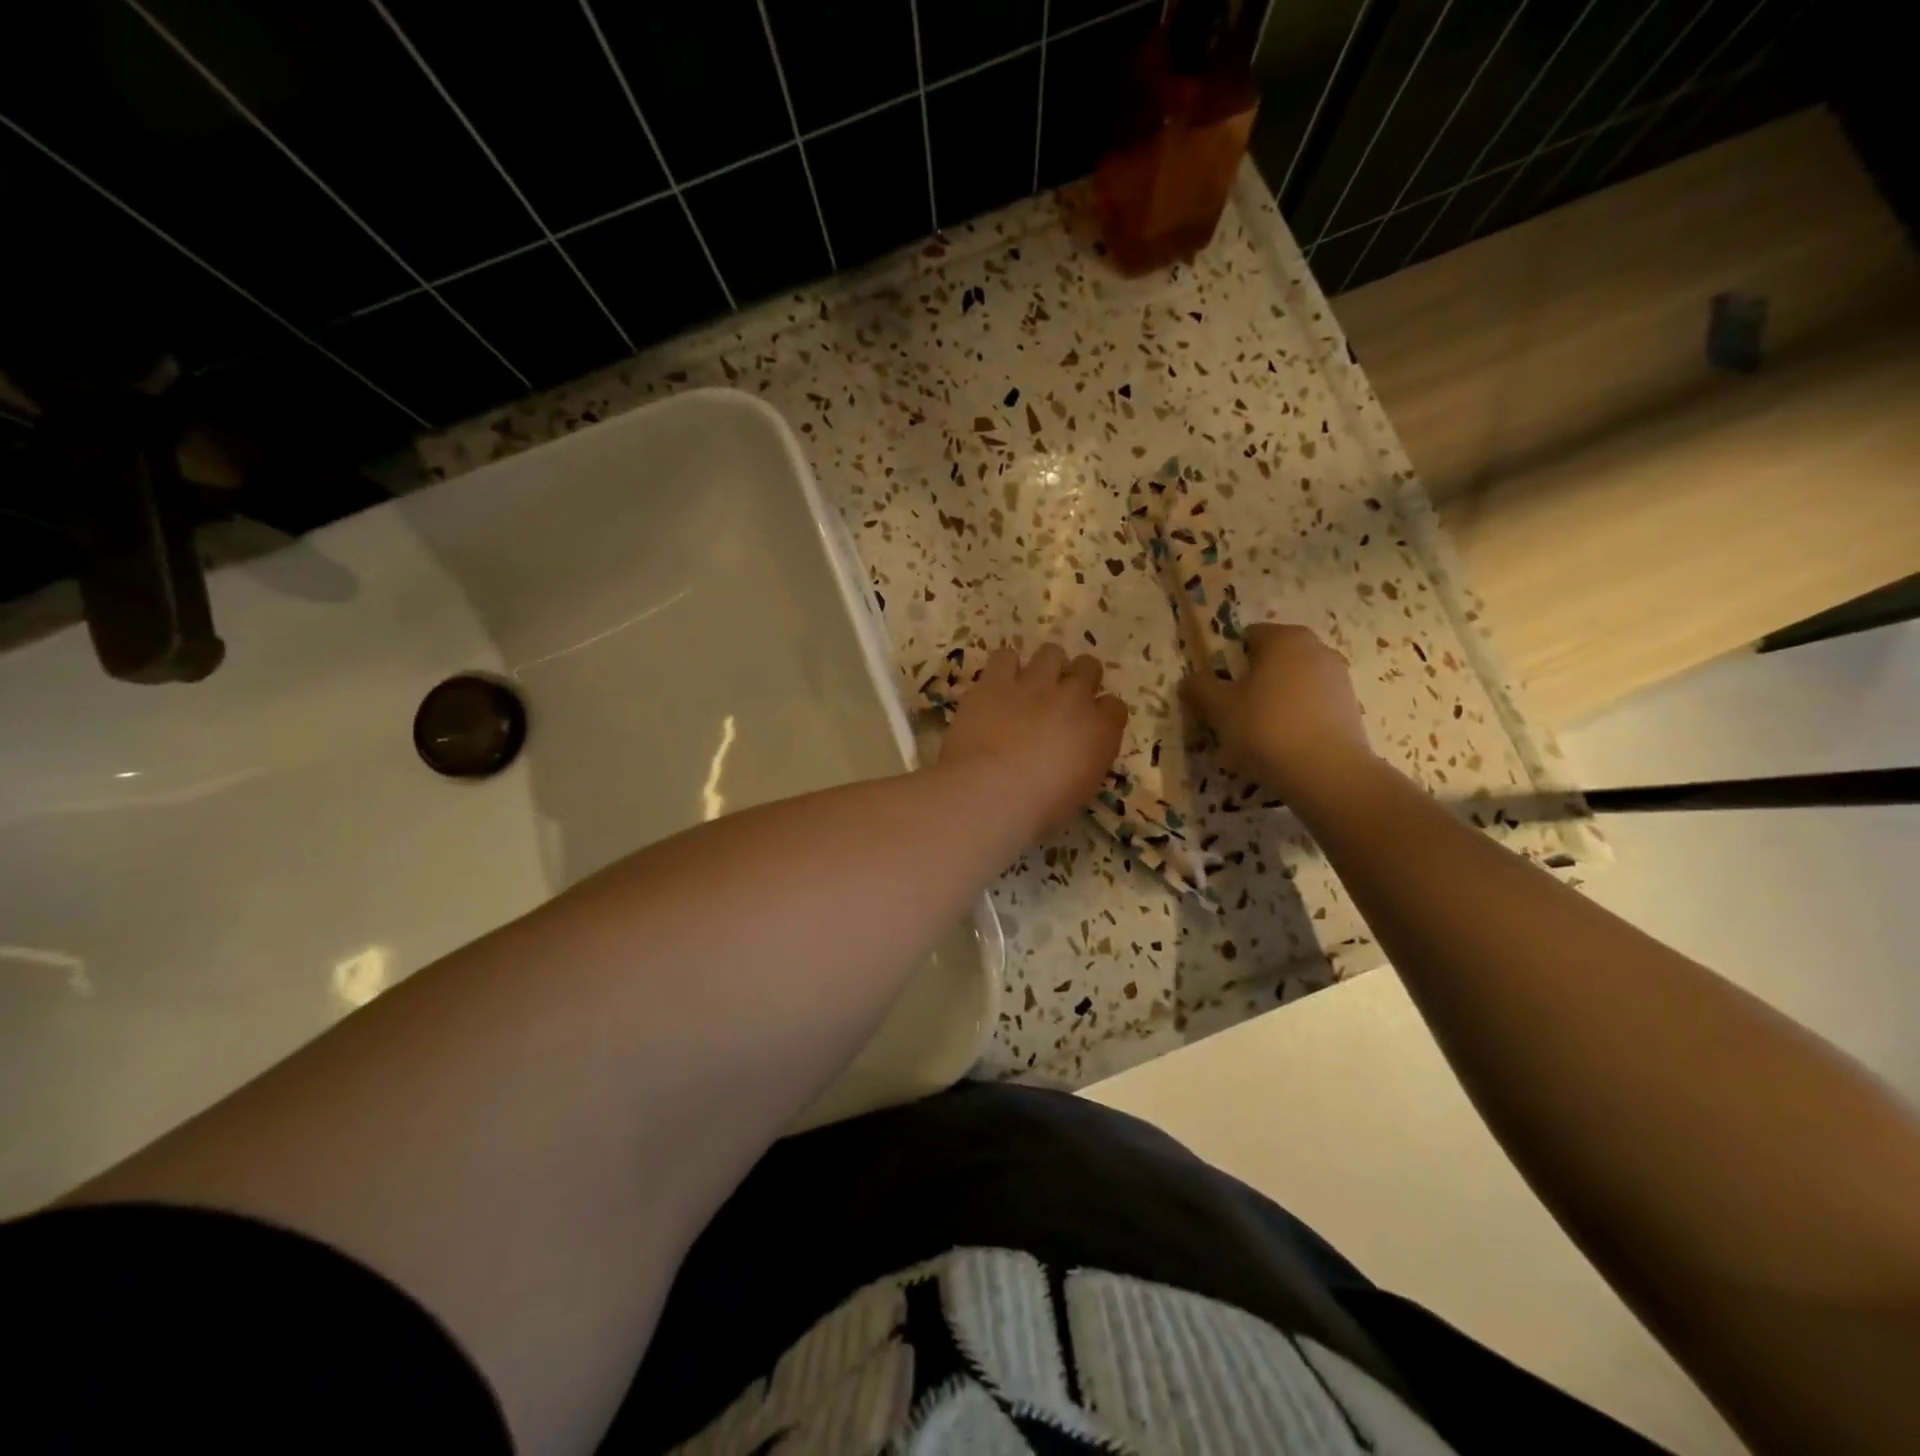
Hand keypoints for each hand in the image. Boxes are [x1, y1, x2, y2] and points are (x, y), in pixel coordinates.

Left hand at [938, 644, 1127, 838]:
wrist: (989, 795)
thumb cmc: (1037, 811)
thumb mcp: (1078, 793)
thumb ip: (1083, 763)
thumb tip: (1073, 758)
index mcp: (1100, 732)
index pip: (1115, 706)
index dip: (1101, 713)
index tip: (1089, 725)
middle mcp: (1073, 699)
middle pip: (1088, 667)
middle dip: (1078, 678)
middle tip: (1061, 699)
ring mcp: (1034, 684)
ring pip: (1050, 653)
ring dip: (1044, 666)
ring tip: (1030, 685)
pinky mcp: (995, 682)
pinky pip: (1005, 657)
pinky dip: (1004, 669)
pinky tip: (997, 685)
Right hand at [1181, 623, 1376, 800]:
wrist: (1326, 772)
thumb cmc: (1266, 729)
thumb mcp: (1219, 709)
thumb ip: (1200, 688)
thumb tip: (1191, 680)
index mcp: (1283, 638)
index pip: (1248, 637)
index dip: (1228, 661)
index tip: (1220, 691)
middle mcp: (1316, 648)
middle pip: (1273, 659)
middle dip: (1253, 680)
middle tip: (1236, 712)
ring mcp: (1338, 677)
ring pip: (1294, 682)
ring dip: (1276, 698)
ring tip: (1260, 733)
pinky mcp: (1351, 706)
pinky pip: (1312, 704)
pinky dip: (1297, 716)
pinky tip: (1286, 744)